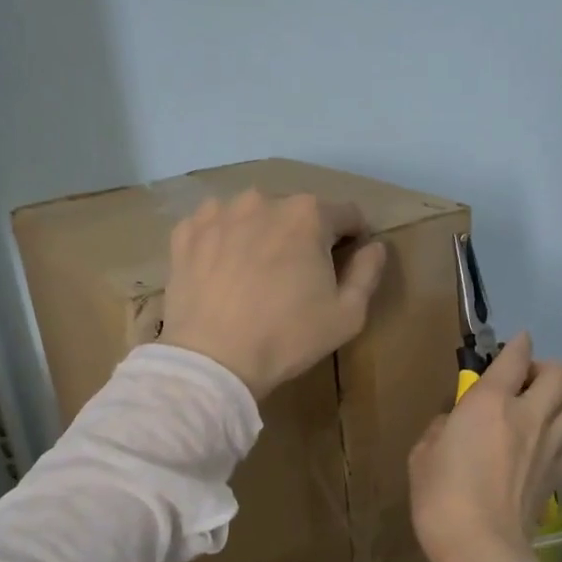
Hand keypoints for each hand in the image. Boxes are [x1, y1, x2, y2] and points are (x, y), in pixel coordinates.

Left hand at [161, 189, 389, 398]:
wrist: (213, 360)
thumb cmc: (288, 337)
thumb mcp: (347, 315)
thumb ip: (368, 272)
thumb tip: (375, 246)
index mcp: (307, 214)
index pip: (346, 214)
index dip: (352, 237)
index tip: (346, 261)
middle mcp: (263, 200)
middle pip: (297, 212)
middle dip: (304, 236)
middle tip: (298, 275)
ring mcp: (218, 212)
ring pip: (254, 215)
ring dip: (262, 234)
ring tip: (256, 273)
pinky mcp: (186, 232)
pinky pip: (215, 227)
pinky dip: (224, 241)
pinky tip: (223, 271)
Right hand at [408, 333, 561, 561]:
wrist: (480, 547)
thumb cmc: (440, 497)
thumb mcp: (423, 455)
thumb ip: (442, 429)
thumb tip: (455, 424)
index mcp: (490, 403)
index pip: (515, 357)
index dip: (519, 345)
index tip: (518, 343)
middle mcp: (529, 415)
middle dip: (548, 370)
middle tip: (529, 383)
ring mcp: (551, 445)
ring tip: (546, 412)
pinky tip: (554, 447)